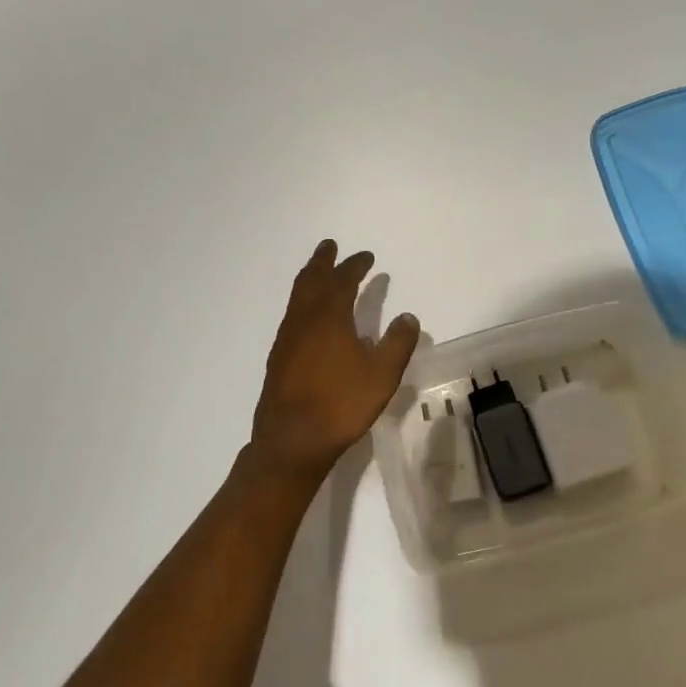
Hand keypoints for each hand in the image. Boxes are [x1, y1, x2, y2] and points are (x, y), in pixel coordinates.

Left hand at [248, 240, 420, 484]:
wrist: (292, 440)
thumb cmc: (341, 405)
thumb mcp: (382, 375)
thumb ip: (397, 343)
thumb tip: (407, 316)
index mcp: (329, 318)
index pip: (342, 281)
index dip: (355, 266)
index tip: (366, 257)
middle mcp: (304, 321)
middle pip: (311, 280)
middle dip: (323, 261)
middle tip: (330, 246)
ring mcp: (287, 339)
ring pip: (297, 298)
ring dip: (309, 279)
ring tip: (319, 273)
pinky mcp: (278, 358)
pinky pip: (292, 316)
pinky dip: (302, 303)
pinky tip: (310, 318)